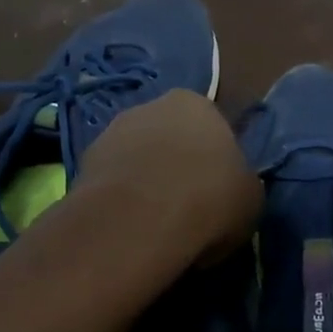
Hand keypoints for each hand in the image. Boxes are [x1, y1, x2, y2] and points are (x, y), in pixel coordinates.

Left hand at [76, 90, 261, 262]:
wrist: (139, 219)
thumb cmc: (209, 199)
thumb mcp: (250, 198)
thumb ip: (239, 184)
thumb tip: (227, 193)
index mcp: (197, 103)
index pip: (212, 128)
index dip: (214, 163)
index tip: (215, 194)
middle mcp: (151, 106)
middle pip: (169, 138)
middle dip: (175, 166)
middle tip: (185, 208)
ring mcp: (111, 131)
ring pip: (137, 158)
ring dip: (144, 182)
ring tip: (154, 224)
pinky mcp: (83, 162)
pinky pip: (111, 181)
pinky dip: (120, 199)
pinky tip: (129, 227)